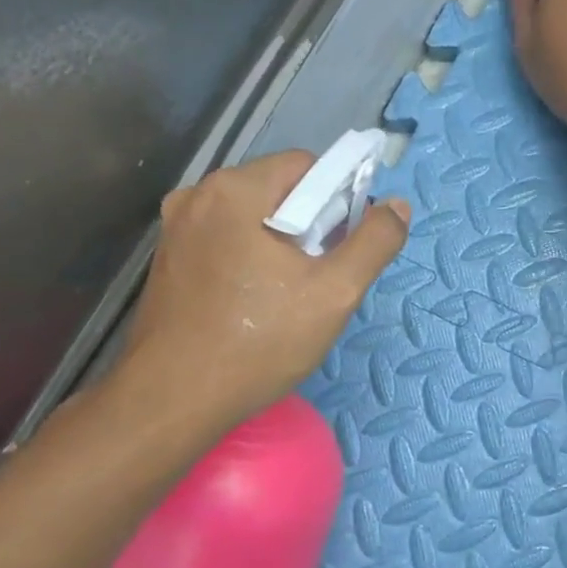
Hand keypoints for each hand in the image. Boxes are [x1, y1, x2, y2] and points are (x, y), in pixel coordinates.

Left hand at [110, 152, 409, 449]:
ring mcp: (177, 228)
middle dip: (311, 226)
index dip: (339, 201)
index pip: (308, 167)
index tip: (344, 248)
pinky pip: (227, 241)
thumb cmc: (259, 342)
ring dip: (282, 245)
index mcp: (235, 190)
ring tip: (290, 296)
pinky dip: (251, 259)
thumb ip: (374, 243)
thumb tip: (397, 206)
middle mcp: (198, 196)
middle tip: (321, 279)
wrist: (172, 400)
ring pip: (253, 218)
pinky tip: (257, 303)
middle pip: (279, 190)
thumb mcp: (334, 293)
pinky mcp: (169, 259)